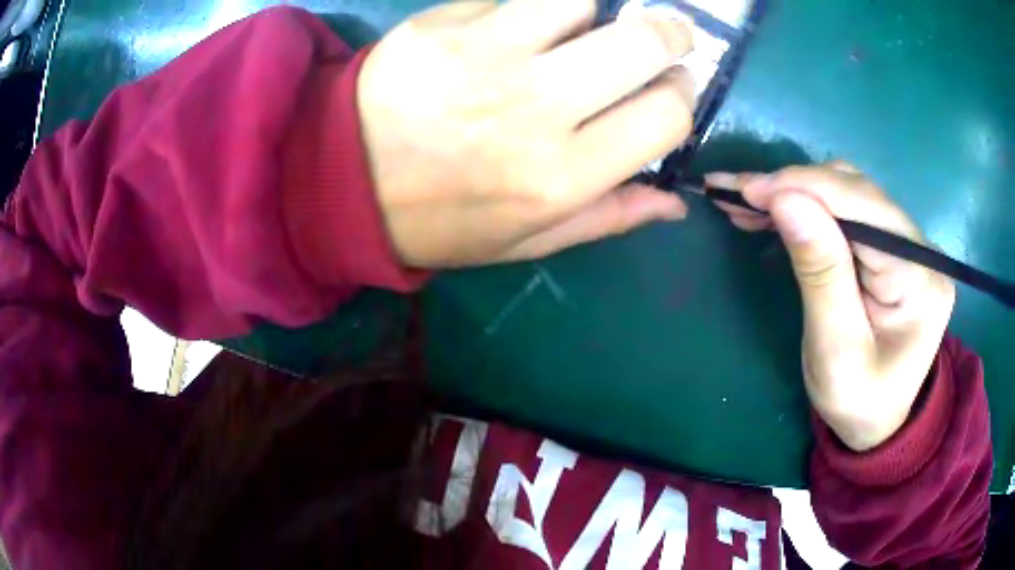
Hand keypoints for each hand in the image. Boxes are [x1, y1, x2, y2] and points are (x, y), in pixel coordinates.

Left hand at [358, 0, 695, 267]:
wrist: (340, 181)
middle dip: (670, 35)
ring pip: (581, 0)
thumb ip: (608, 217)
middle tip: (661, 39)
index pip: (667, 114)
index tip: (671, 87)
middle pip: (642, 41)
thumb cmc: (439, 219)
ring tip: (579, 31)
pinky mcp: (442, 24)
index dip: (681, 94)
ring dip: (594, 12)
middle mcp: (535, 107)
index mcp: (562, 174)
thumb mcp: (527, 240)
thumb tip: (675, 201)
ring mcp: (485, 54)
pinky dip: (532, 8)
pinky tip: (515, 28)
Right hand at [708, 164, 955, 451]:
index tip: (746, 191)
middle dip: (794, 187)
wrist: (879, 424)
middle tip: (737, 198)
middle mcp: (920, 248)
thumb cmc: (858, 403)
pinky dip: (808, 207)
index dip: (805, 187)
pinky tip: (776, 211)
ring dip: (797, 193)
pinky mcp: (891, 248)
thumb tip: (786, 200)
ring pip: (848, 193)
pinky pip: (848, 211)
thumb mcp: (836, 351)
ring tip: (748, 204)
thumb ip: (820, 274)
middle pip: (856, 192)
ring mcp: (908, 244)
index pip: (864, 206)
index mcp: (919, 277)